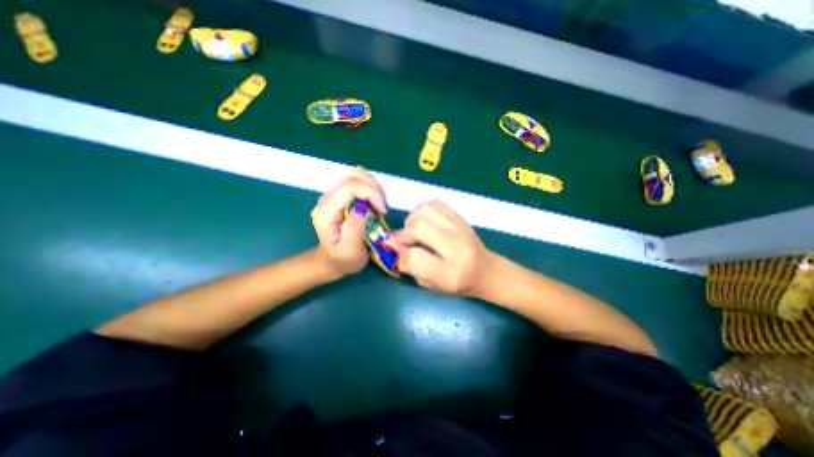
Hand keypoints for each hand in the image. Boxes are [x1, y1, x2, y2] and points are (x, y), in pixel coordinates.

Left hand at [312, 169, 386, 278]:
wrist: (332, 260)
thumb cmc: (342, 259)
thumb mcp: (350, 252)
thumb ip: (354, 229)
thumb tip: (363, 208)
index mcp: (326, 211)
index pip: (349, 187)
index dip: (371, 193)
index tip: (383, 211)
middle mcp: (327, 198)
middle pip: (353, 175)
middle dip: (373, 188)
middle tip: (382, 207)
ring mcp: (334, 194)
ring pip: (356, 174)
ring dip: (373, 187)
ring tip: (379, 206)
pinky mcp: (341, 195)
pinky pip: (359, 181)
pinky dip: (371, 188)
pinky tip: (374, 203)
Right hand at [386, 199, 491, 293]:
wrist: (485, 270)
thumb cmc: (457, 283)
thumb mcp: (432, 284)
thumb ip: (411, 267)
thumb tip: (393, 246)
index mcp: (450, 273)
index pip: (416, 258)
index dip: (399, 253)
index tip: (393, 250)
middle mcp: (457, 246)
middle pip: (419, 227)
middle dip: (403, 233)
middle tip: (403, 241)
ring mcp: (460, 227)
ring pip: (425, 211)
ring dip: (412, 220)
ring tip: (413, 230)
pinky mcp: (459, 217)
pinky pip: (434, 204)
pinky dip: (422, 211)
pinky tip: (424, 222)